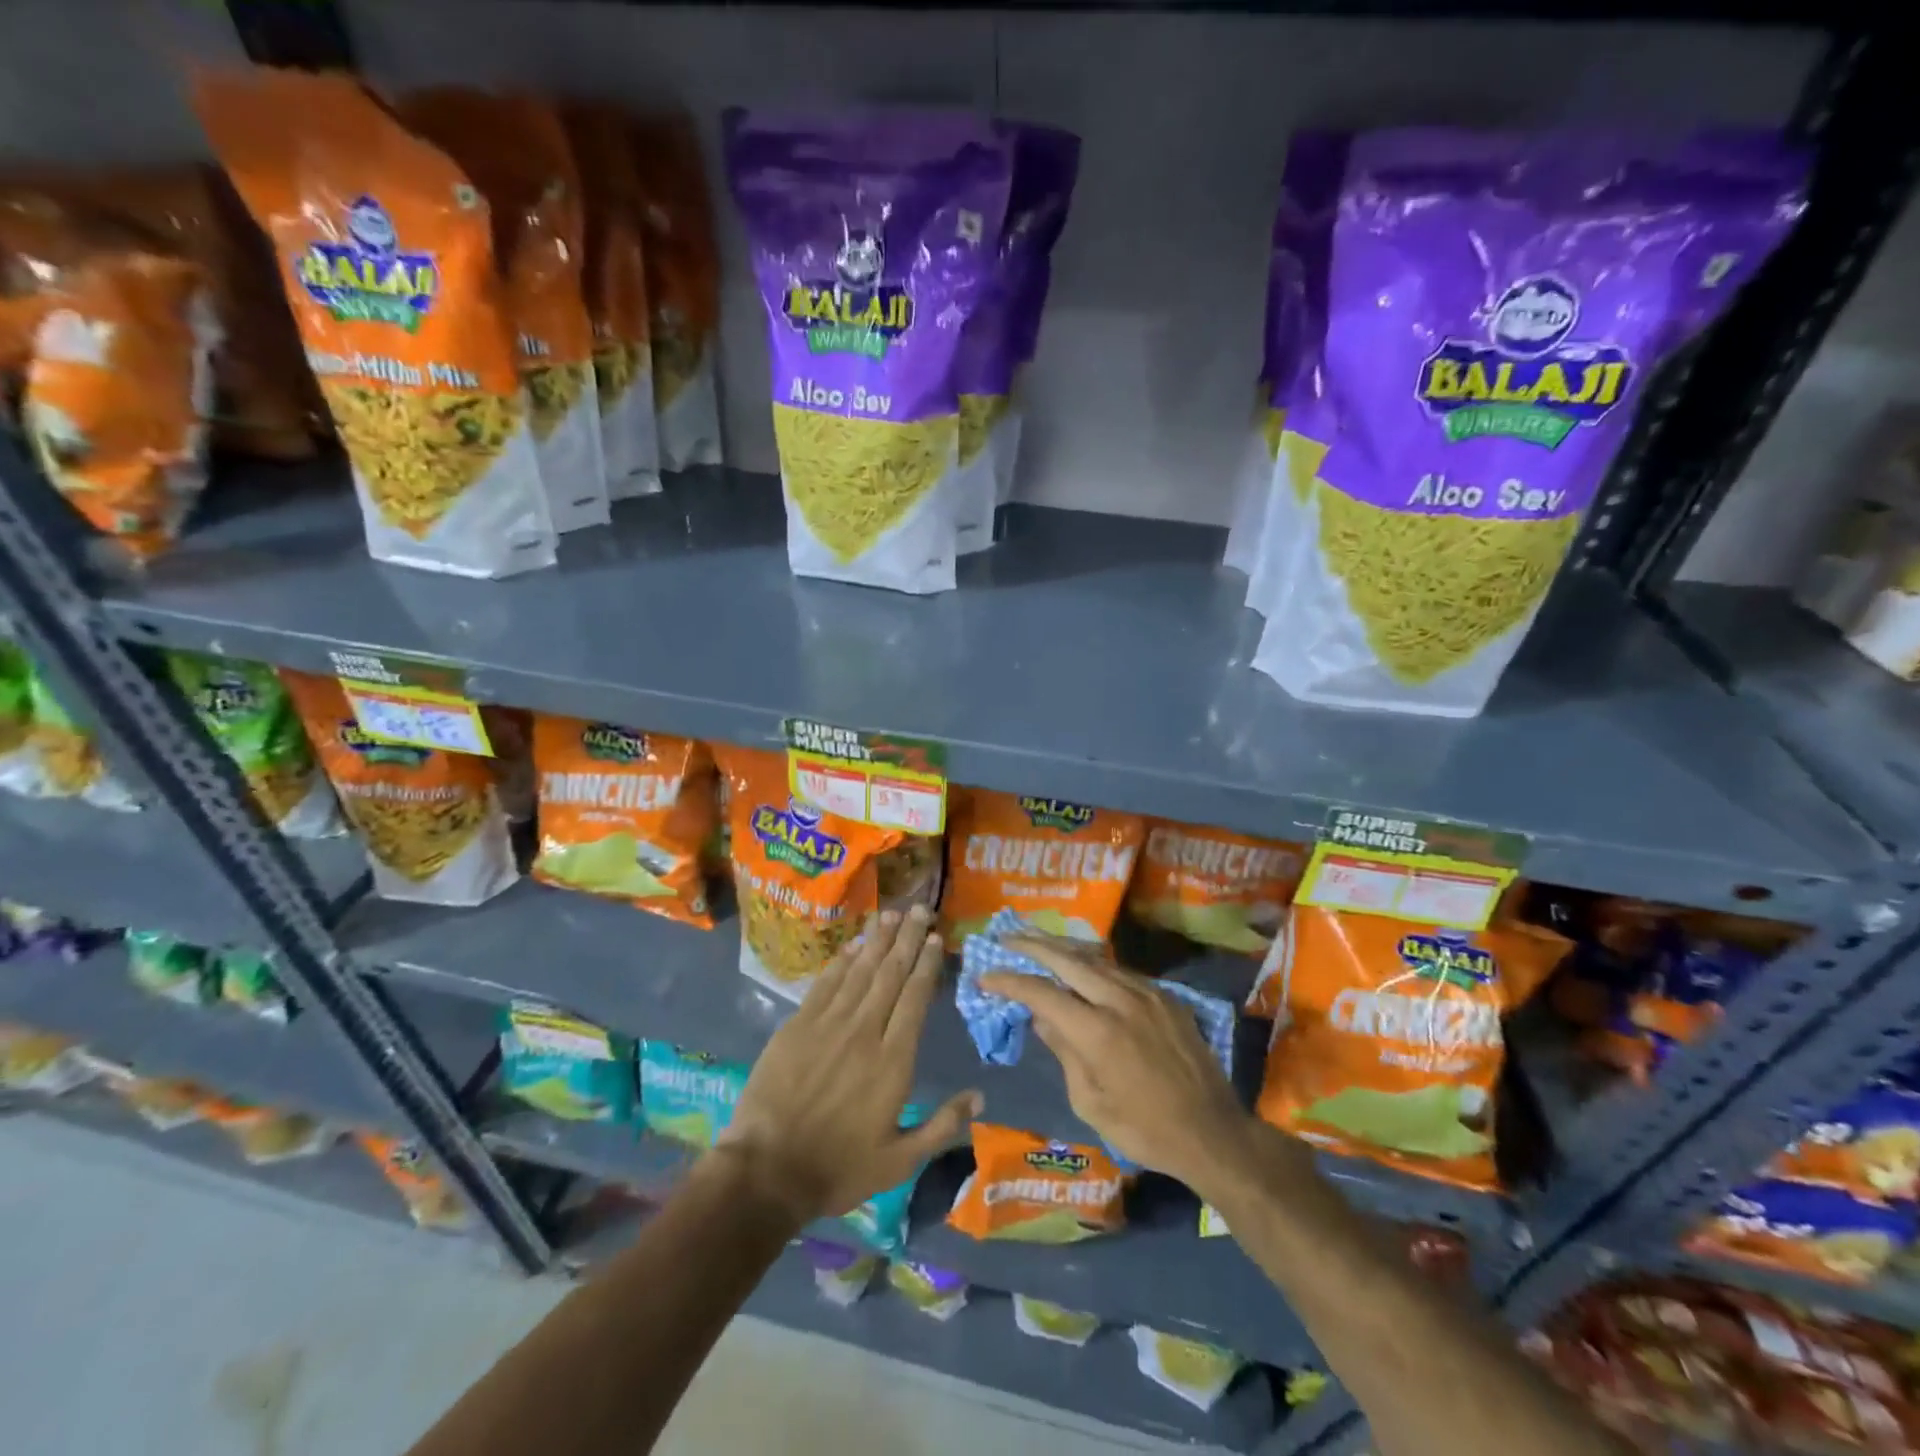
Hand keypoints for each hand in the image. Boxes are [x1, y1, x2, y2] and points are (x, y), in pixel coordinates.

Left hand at [715, 905, 981, 1228]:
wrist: (766, 1171)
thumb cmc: (838, 1168)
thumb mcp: (899, 1162)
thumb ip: (941, 1126)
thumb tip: (979, 1096)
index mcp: (893, 1060)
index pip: (915, 998)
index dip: (926, 965)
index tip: (936, 938)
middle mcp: (864, 1031)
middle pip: (890, 974)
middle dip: (908, 939)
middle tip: (920, 908)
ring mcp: (828, 1025)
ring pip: (859, 971)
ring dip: (877, 940)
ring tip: (892, 914)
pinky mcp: (797, 1026)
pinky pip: (825, 983)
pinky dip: (842, 961)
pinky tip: (853, 944)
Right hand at [981, 935, 1259, 1191]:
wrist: (1213, 1133)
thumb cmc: (1146, 1130)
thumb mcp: (1091, 1103)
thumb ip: (1064, 1053)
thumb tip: (1042, 1017)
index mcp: (1098, 1032)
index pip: (1042, 993)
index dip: (1010, 981)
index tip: (986, 976)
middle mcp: (1121, 1000)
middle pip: (1068, 959)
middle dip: (1032, 944)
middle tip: (1006, 937)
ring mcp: (1147, 993)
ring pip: (1096, 959)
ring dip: (1063, 949)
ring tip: (1037, 942)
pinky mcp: (1166, 996)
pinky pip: (1121, 971)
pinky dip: (1094, 965)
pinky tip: (1081, 966)